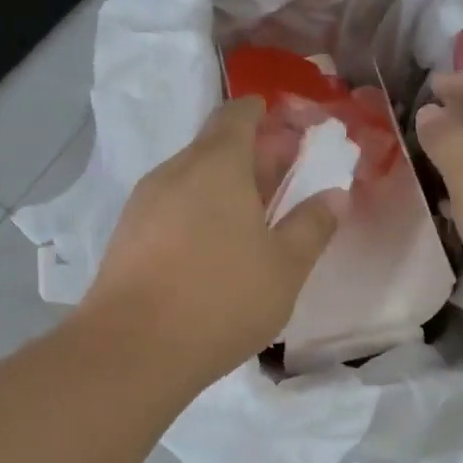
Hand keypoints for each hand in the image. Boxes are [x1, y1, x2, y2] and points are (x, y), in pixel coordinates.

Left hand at [79, 97, 344, 390]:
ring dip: (224, 187)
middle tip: (284, 176)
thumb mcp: (285, 266)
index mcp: (217, 164)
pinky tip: (213, 248)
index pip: (237, 114)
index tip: (286, 125)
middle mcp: (175, 172)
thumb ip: (313, 225)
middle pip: (215, 146)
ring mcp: (144, 204)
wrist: (134, 349)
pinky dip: (198, 212)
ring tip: (253, 217)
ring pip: (191, 180)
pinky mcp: (127, 237)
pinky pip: (171, 208)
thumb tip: (335, 195)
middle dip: (251, 156)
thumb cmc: (223, 298)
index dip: (262, 113)